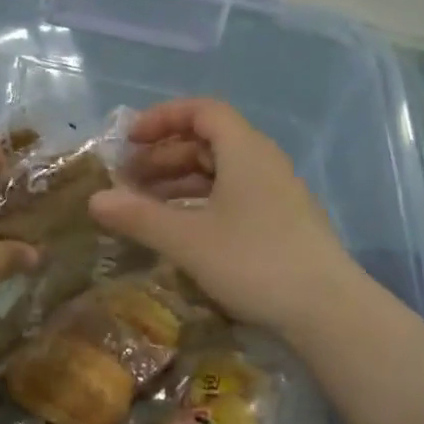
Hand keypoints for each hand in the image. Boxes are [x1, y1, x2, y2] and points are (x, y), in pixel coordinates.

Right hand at [89, 99, 363, 335]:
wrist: (329, 312)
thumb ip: (138, 216)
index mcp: (245, 151)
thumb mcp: (187, 239)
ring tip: (146, 206)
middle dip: (164, 155)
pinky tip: (182, 230)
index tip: (130, 140)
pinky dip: (201, 202)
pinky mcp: (283, 222)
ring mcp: (277, 194)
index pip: (203, 111)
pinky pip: (234, 196)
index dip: (162, 118)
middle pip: (209, 141)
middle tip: (128, 180)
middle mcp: (264, 163)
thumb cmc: (254, 262)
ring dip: (180, 181)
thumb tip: (94, 200)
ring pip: (221, 172)